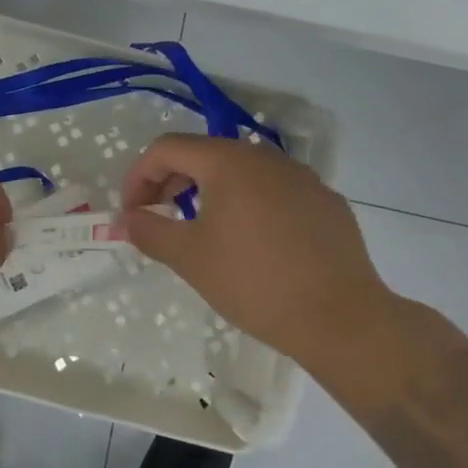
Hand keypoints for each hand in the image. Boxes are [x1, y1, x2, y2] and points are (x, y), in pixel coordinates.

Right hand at [119, 134, 397, 362]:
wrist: (342, 319)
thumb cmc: (255, 282)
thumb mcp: (189, 257)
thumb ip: (149, 230)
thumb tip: (124, 219)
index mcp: (228, 161)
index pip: (167, 148)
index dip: (139, 176)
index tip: (132, 213)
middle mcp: (265, 157)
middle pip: (204, 154)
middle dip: (172, 182)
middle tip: (160, 219)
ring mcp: (301, 177)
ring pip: (242, 172)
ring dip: (210, 192)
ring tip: (204, 231)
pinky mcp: (326, 202)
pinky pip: (274, 192)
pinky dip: (250, 206)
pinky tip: (254, 245)